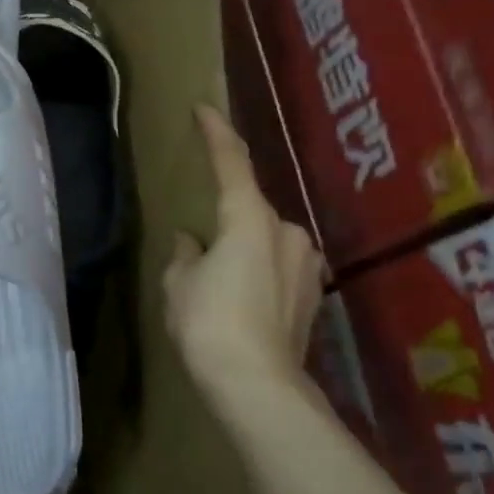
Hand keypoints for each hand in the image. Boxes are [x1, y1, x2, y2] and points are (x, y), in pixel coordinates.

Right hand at [163, 105, 324, 403]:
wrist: (257, 384)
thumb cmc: (208, 324)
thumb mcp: (179, 285)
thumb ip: (184, 255)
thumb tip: (190, 241)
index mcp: (249, 219)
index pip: (232, 162)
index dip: (216, 133)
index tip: (203, 109)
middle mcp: (287, 231)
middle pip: (249, 211)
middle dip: (226, 223)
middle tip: (199, 252)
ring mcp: (306, 263)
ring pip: (266, 242)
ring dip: (244, 251)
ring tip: (220, 286)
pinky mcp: (314, 293)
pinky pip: (278, 268)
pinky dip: (259, 274)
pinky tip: (242, 303)